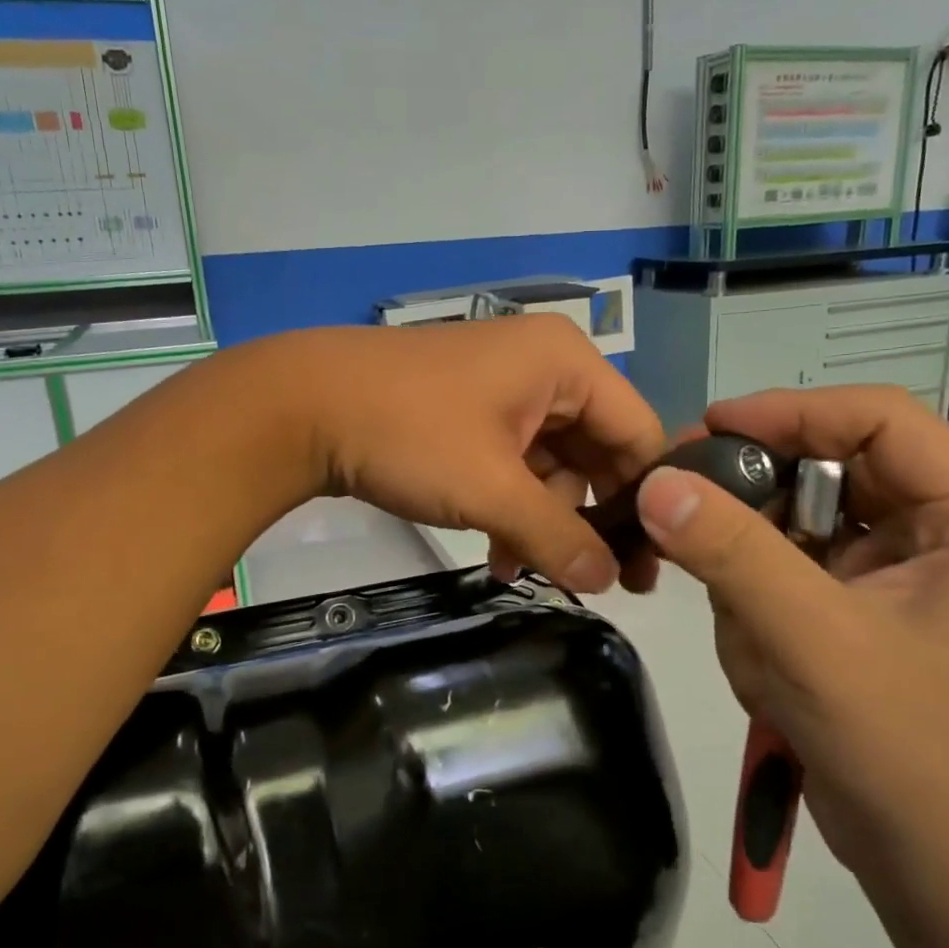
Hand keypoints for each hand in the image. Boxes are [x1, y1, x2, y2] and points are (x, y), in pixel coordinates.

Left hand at [255, 317, 666, 594]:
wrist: (302, 407)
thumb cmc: (410, 435)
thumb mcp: (491, 490)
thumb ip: (557, 537)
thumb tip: (607, 582)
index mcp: (567, 365)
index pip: (638, 434)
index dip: (646, 501)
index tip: (644, 565)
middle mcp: (545, 368)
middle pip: (596, 451)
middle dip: (585, 518)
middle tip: (591, 581)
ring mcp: (505, 388)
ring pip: (551, 464)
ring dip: (541, 521)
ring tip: (519, 568)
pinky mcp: (471, 411)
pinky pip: (514, 463)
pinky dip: (510, 507)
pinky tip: (496, 553)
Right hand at [634, 387, 948, 889]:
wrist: (942, 870)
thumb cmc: (906, 749)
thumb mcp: (811, 639)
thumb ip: (730, 553)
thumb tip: (654, 482)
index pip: (876, 418)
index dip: (789, 411)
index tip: (707, 429)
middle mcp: (944, 528)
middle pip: (832, 464)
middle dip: (758, 493)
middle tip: (680, 500)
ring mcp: (902, 569)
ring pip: (800, 518)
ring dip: (754, 560)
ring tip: (744, 624)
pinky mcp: (865, 605)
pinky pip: (792, 565)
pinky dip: (757, 595)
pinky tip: (758, 648)